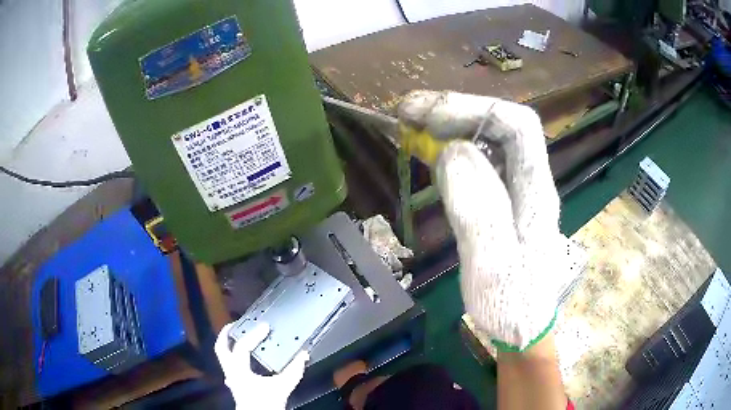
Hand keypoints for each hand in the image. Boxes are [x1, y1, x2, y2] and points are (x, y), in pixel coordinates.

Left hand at [215, 322, 308, 409]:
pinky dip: (235, 357)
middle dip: (226, 333)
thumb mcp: (282, 387)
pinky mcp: (235, 384)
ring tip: (240, 337)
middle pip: (220, 347)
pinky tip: (245, 359)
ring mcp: (231, 378)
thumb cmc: (267, 403)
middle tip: (237, 323)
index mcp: (239, 370)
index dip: (253, 334)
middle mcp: (231, 371)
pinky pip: (230, 365)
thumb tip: (303, 355)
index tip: (265, 326)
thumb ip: (294, 371)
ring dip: (229, 344)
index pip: (242, 346)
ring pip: (223, 357)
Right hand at [399, 91, 567, 350]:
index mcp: (536, 192)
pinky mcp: (500, 200)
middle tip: (409, 112)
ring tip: (412, 125)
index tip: (429, 118)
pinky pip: (478, 162)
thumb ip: (478, 209)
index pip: (517, 126)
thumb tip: (452, 151)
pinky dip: (450, 149)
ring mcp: (516, 190)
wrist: (522, 327)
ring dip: (451, 125)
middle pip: (501, 125)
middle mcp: (530, 181)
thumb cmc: (511, 304)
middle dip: (456, 110)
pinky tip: (430, 152)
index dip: (474, 110)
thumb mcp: (493, 265)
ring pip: (488, 140)